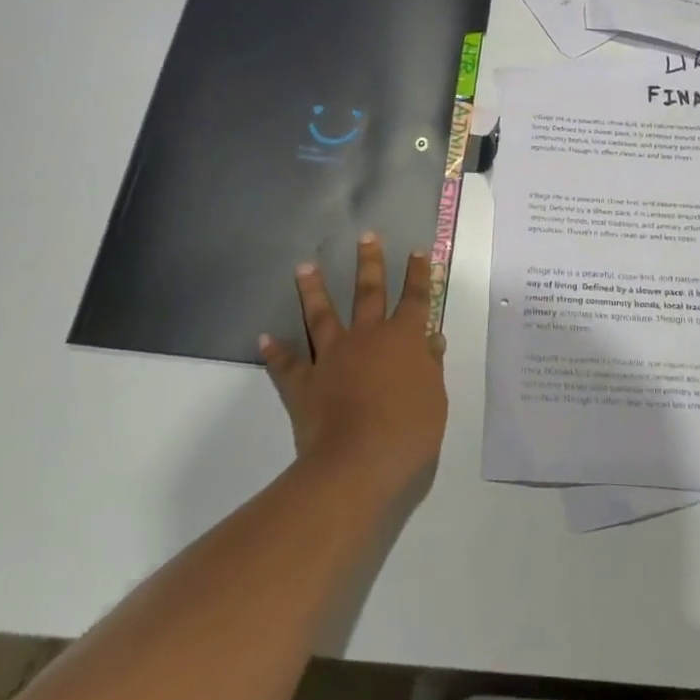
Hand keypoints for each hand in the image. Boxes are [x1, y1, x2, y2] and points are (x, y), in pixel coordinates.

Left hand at [259, 235, 448, 502]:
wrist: (356, 464)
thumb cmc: (407, 432)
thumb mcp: (435, 400)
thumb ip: (431, 366)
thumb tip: (432, 338)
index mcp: (404, 340)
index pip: (416, 298)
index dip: (419, 274)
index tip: (417, 250)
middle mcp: (367, 337)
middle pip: (369, 292)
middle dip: (370, 262)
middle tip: (366, 235)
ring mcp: (332, 357)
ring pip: (321, 315)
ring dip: (313, 289)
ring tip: (304, 266)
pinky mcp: (304, 382)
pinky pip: (286, 363)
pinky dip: (275, 351)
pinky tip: (264, 337)